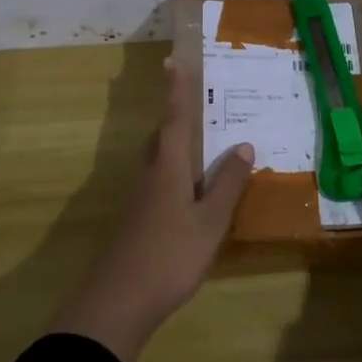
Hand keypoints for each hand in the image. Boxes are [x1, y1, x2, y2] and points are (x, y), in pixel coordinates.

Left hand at [49, 59, 254, 361]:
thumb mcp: (210, 221)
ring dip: (176, 146)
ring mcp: (140, 199)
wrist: (117, 302)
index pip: (174, 118)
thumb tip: (244, 144)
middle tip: (196, 102)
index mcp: (168, 167)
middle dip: (176, 116)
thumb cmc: (170, 255)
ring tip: (202, 143)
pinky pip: (160, 182)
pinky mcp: (137, 220)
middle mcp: (150, 174)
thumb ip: (227, 183)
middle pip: (162, 137)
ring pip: (159, 160)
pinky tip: (192, 192)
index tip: (173, 60)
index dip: (176, 90)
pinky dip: (176, 174)